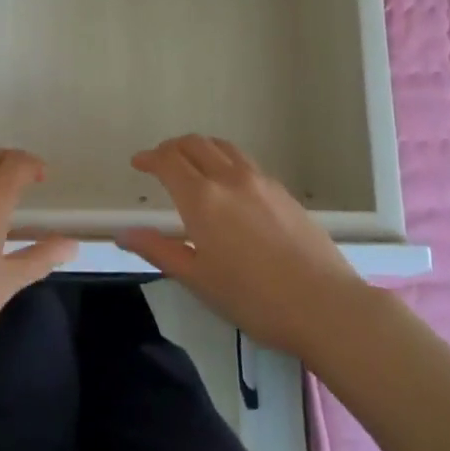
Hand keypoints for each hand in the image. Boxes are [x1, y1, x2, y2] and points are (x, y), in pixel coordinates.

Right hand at [119, 135, 366, 355]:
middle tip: (160, 162)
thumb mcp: (198, 280)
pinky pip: (244, 161)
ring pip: (222, 147)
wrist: (325, 306)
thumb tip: (124, 233)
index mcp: (202, 198)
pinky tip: (228, 185)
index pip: (168, 160)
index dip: (150, 157)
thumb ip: (159, 250)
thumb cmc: (254, 299)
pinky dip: (224, 160)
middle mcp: (228, 177)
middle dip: (172, 148)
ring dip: (200, 148)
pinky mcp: (282, 190)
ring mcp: (259, 180)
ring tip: (192, 165)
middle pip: (195, 144)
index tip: (138, 163)